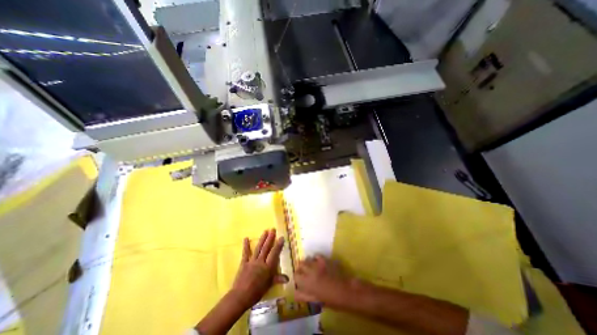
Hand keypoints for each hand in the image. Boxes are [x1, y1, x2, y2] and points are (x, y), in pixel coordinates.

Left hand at [229, 227, 287, 308]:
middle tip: (273, 229)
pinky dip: (246, 245)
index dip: (278, 245)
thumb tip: (288, 278)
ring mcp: (252, 261)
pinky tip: (246, 238)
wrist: (240, 296)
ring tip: (265, 231)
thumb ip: (278, 279)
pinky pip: (245, 253)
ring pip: (258, 248)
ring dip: (262, 239)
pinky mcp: (244, 263)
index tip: (281, 237)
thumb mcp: (269, 286)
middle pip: (266, 248)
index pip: (274, 253)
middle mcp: (260, 261)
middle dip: (270, 238)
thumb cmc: (256, 292)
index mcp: (268, 267)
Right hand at [293, 255, 353, 307]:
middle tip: (304, 273)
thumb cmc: (331, 300)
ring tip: (310, 267)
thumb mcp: (316, 300)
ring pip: (307, 259)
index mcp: (307, 282)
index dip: (297, 277)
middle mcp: (310, 271)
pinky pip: (317, 256)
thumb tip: (295, 293)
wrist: (346, 291)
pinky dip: (315, 258)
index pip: (296, 276)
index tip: (299, 280)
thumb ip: (304, 296)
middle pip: (300, 265)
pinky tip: (317, 261)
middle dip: (301, 268)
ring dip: (307, 262)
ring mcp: (318, 264)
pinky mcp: (325, 260)